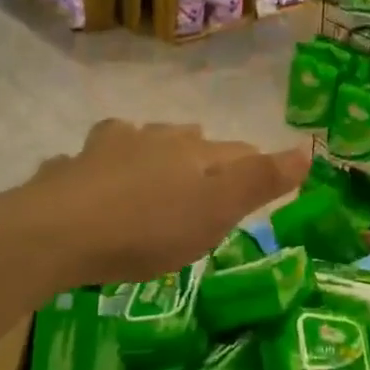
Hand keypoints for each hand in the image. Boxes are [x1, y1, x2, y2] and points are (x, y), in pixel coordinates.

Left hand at [20, 120, 308, 288]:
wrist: (61, 231)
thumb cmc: (150, 227)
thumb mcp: (218, 210)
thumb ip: (262, 180)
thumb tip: (308, 147)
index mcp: (193, 152)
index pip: (236, 151)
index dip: (251, 165)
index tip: (257, 181)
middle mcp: (152, 140)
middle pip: (185, 139)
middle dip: (199, 153)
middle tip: (204, 176)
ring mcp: (106, 150)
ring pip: (135, 139)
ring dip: (147, 149)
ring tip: (150, 169)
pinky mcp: (69, 169)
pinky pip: (88, 162)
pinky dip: (96, 168)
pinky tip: (90, 182)